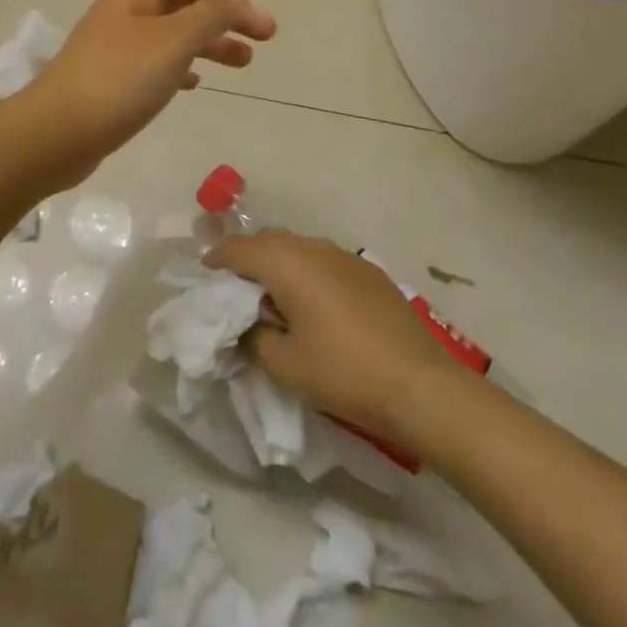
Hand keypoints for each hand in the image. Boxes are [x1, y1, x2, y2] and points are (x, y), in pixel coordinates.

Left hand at [20, 0, 275, 183]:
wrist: (56, 133)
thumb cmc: (118, 79)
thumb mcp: (172, 41)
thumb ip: (209, 14)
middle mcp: (127, 10)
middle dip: (228, 11)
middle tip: (268, 33)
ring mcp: (118, 45)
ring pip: (175, 32)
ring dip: (212, 41)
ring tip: (246, 62)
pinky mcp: (115, 79)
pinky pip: (159, 62)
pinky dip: (184, 66)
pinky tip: (198, 83)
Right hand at [206, 231, 456, 441]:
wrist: (421, 386)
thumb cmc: (343, 372)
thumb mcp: (284, 364)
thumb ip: (253, 337)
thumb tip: (246, 325)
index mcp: (286, 262)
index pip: (238, 249)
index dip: (216, 260)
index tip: (205, 277)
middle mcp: (314, 247)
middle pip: (268, 241)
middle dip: (247, 259)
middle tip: (235, 290)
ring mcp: (346, 257)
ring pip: (298, 248)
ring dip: (279, 265)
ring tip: (274, 298)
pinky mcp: (370, 272)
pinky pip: (324, 261)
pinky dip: (308, 273)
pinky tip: (314, 305)